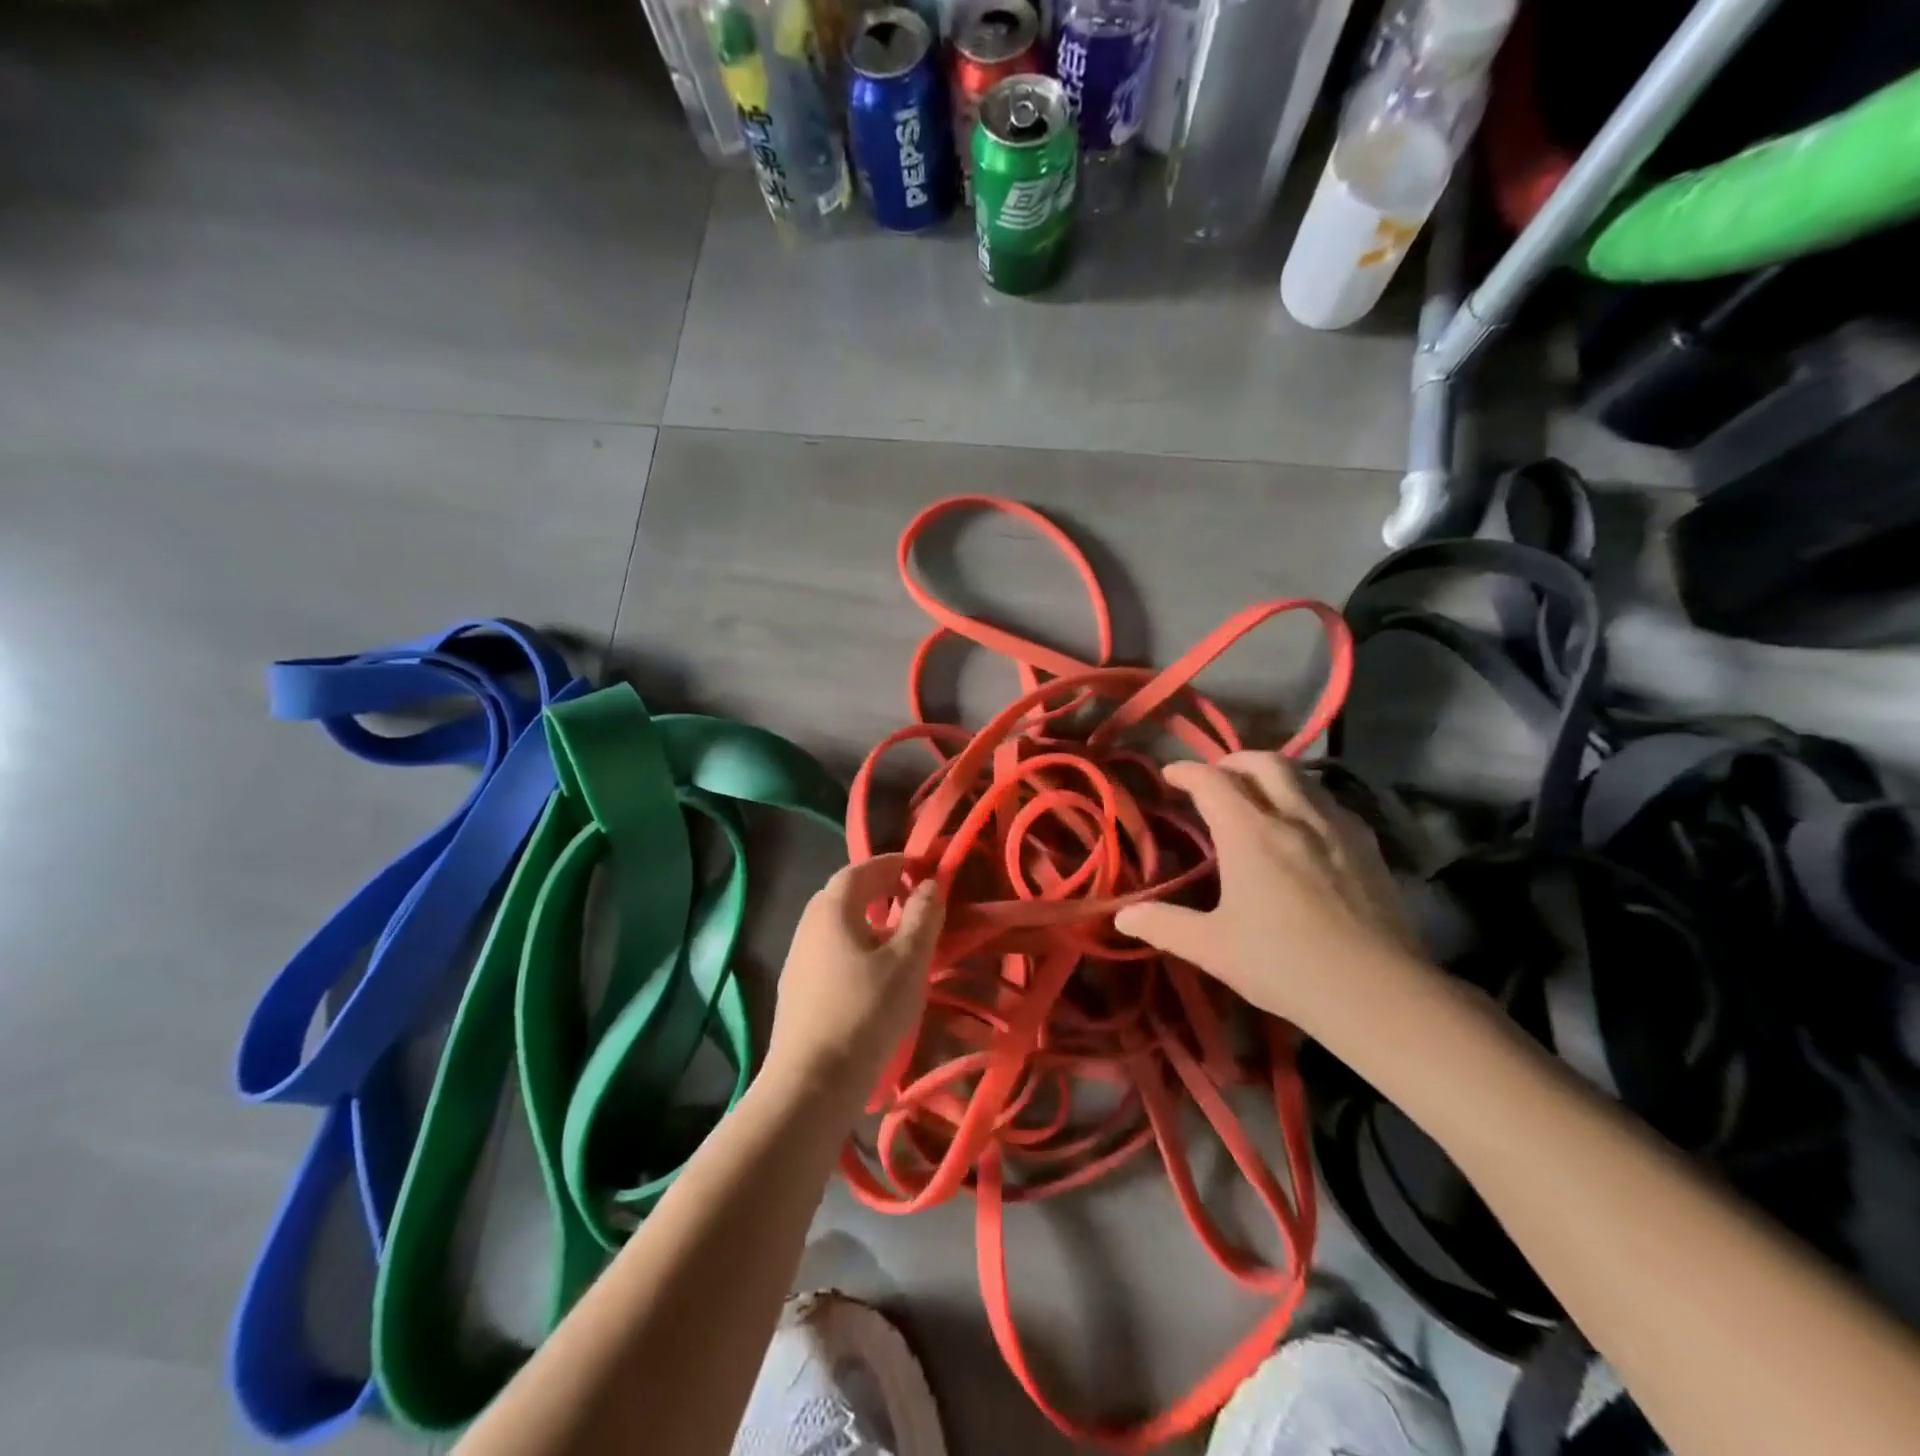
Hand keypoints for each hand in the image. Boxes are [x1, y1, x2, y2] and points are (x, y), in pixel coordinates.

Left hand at [764, 854, 943, 1102]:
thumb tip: (931, 883)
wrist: (811, 1083)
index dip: (892, 863)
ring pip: (836, 924)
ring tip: (897, 935)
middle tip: (910, 896)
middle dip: (878, 887)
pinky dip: (854, 944)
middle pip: (844, 894)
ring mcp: (797, 959)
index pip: (861, 869)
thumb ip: (922, 917)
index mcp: (832, 909)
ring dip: (866, 918)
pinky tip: (872, 972)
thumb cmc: (865, 1012)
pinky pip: (829, 950)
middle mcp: (808, 925)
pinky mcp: (795, 989)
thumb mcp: (908, 962)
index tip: (920, 867)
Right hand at [1115, 753, 1431, 1040]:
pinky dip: (1307, 797)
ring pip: (1302, 776)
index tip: (1170, 776)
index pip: (1212, 781)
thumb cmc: (1284, 966)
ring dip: (1272, 773)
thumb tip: (1122, 916)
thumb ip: (1165, 925)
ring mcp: (1337, 828)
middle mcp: (1294, 816)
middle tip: (1215, 778)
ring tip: (1257, 794)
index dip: (1187, 772)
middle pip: (1262, 762)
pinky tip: (1305, 825)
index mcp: (1250, 834)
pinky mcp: (1369, 846)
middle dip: (1232, 761)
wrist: (1377, 993)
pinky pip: (1331, 802)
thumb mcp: (1213, 948)